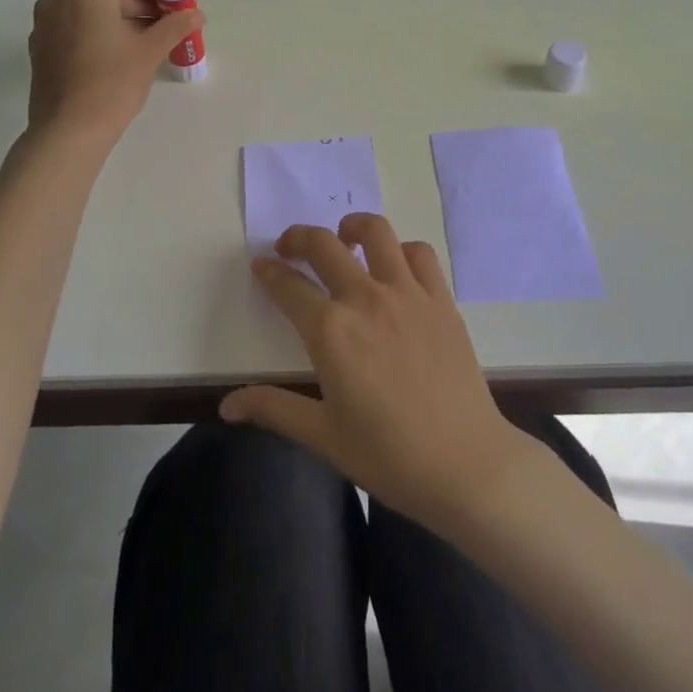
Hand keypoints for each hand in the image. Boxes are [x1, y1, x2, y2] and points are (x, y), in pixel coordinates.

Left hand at [25, 0, 203, 139]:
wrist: (68, 132)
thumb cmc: (112, 84)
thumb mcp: (150, 52)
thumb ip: (175, 26)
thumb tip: (197, 14)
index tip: (178, 9)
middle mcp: (60, 1)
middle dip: (141, 8)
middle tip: (169, 28)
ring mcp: (45, 25)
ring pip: (92, 14)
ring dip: (122, 23)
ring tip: (150, 44)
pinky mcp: (41, 49)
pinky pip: (77, 31)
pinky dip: (100, 36)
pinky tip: (121, 57)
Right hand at [220, 213, 526, 530]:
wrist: (465, 464)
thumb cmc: (388, 456)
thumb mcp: (323, 436)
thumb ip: (274, 409)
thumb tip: (226, 406)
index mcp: (331, 332)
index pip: (289, 287)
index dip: (269, 272)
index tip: (261, 266)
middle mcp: (365, 298)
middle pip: (324, 245)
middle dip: (299, 237)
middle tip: (290, 247)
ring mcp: (407, 293)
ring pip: (376, 232)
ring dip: (353, 227)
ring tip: (345, 239)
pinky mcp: (440, 299)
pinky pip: (420, 254)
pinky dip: (402, 249)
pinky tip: (395, 267)